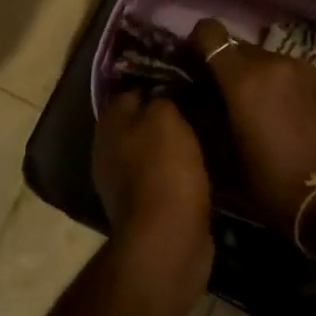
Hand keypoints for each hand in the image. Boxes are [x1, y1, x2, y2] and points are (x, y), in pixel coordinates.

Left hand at [92, 92, 213, 272]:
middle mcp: (108, 149)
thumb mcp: (166, 117)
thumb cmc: (165, 169)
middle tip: (202, 102)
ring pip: (152, 148)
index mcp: (109, 123)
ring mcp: (122, 181)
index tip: (189, 76)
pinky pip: (162, 175)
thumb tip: (163, 89)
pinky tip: (203, 163)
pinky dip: (179, 169)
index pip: (132, 88)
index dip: (159, 80)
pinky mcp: (143, 206)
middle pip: (140, 120)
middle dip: (167, 112)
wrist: (167, 239)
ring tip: (207, 130)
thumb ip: (162, 96)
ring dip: (174, 142)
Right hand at [192, 18, 315, 237]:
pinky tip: (293, 114)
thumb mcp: (222, 153)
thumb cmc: (268, 182)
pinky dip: (287, 84)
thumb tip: (191, 95)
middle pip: (239, 47)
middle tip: (230, 97)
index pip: (209, 32)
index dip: (199, 44)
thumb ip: (203, 114)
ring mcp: (304, 67)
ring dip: (260, 76)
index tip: (198, 65)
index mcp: (242, 79)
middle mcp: (273, 61)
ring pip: (268, 59)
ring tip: (265, 109)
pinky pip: (294, 71)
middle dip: (230, 67)